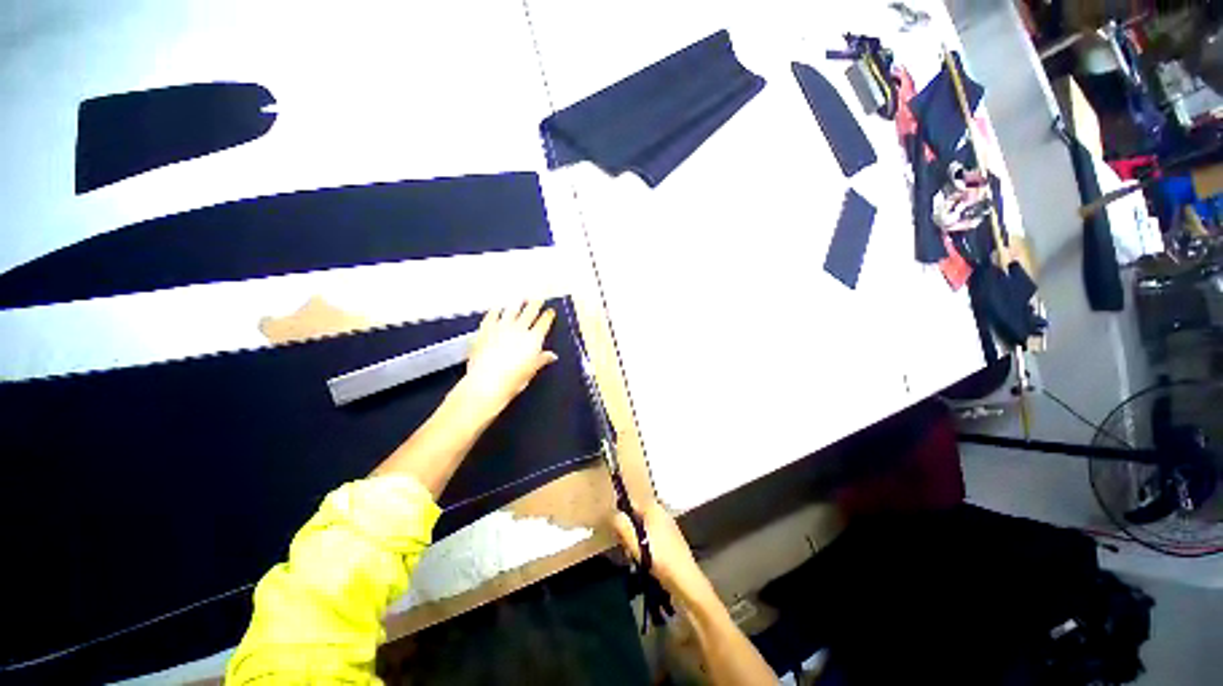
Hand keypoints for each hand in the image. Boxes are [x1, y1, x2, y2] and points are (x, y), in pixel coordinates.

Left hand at [455, 301, 557, 420]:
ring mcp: (501, 327)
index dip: (548, 316)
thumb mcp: (531, 371)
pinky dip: (496, 310)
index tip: (550, 311)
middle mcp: (519, 329)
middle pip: (529, 312)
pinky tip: (498, 307)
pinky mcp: (485, 330)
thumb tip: (552, 356)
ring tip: (520, 298)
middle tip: (538, 298)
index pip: (544, 323)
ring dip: (517, 303)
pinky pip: (492, 315)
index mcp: (533, 339)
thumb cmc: (512, 380)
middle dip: (535, 303)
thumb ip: (541, 359)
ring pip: (511, 310)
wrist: (486, 383)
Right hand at [612, 500, 712, 602]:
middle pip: (638, 516)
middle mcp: (662, 512)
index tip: (616, 534)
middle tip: (626, 548)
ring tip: (636, 558)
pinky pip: (654, 536)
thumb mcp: (635, 543)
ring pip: (645, 528)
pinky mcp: (673, 539)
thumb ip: (622, 526)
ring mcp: (669, 525)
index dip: (621, 518)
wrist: (686, 580)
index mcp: (653, 508)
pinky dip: (647, 545)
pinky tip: (646, 561)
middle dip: (629, 531)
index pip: (631, 504)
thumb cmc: (659, 559)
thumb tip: (613, 514)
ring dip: (637, 540)